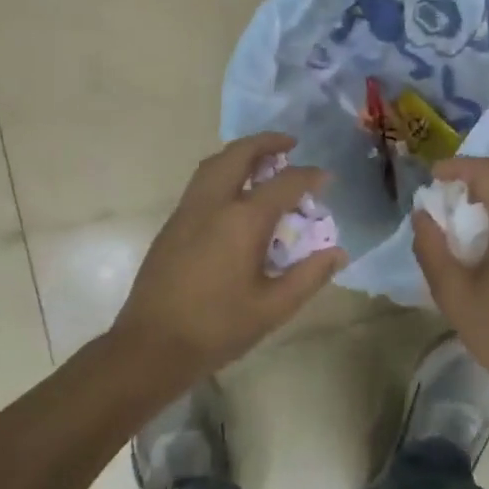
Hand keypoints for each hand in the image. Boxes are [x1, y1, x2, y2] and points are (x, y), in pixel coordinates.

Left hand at [114, 133, 345, 377]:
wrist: (150, 346)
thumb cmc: (217, 328)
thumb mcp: (273, 308)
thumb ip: (309, 276)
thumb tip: (338, 253)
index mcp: (243, 221)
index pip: (284, 183)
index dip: (309, 176)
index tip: (326, 178)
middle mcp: (214, 204)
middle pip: (240, 154)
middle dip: (267, 142)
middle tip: (290, 144)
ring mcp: (188, 210)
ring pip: (214, 163)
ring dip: (241, 153)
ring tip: (263, 161)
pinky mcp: (172, 224)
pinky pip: (201, 181)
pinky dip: (223, 170)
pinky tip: (235, 192)